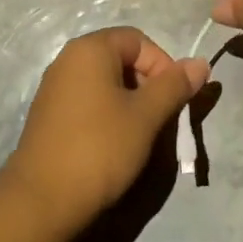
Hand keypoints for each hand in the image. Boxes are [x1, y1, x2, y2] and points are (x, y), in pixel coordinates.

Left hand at [0, 27, 209, 232]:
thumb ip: (175, 85)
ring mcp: (54, 88)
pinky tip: (115, 144)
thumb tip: (201, 63)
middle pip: (121, 58)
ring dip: (130, 102)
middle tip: (160, 118)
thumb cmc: (100, 148)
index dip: (163, 64)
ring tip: (141, 134)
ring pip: (106, 83)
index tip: (173, 99)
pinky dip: (108, 114)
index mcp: (90, 50)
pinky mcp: (49, 115)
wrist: (42, 201)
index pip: (139, 40)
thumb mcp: (146, 116)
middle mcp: (67, 60)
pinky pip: (88, 101)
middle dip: (148, 84)